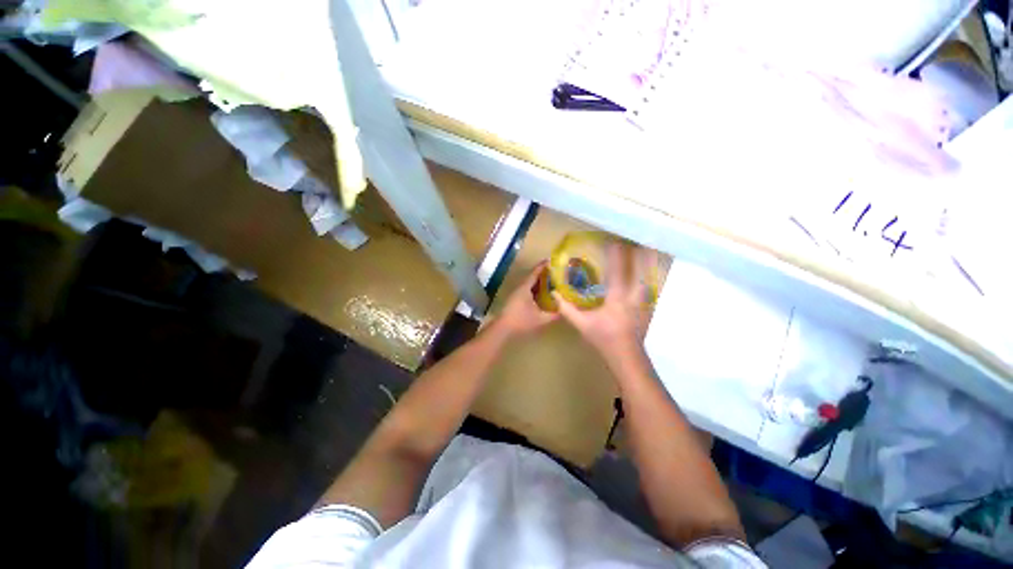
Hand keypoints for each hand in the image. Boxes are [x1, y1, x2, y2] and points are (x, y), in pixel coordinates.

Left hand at [494, 262, 558, 337]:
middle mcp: (520, 287)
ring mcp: (516, 293)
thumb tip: (565, 310)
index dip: (543, 266)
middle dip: (543, 273)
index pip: (535, 272)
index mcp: (525, 287)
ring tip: (551, 280)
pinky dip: (535, 288)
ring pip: (529, 283)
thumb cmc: (521, 321)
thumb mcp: (540, 319)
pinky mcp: (515, 299)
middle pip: (533, 276)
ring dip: (539, 281)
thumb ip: (553, 315)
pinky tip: (542, 293)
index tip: (552, 261)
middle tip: (556, 271)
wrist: (502, 328)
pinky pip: (527, 289)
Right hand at [553, 244, 654, 364]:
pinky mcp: (648, 307)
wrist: (626, 356)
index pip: (617, 271)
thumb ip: (567, 308)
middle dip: (640, 253)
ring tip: (648, 249)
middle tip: (637, 239)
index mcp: (616, 298)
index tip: (614, 241)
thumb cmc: (603, 338)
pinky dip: (651, 275)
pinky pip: (652, 286)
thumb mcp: (582, 324)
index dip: (616, 255)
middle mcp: (633, 296)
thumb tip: (554, 293)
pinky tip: (650, 271)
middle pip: (641, 270)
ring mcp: (644, 302)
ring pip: (649, 276)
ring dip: (648, 262)